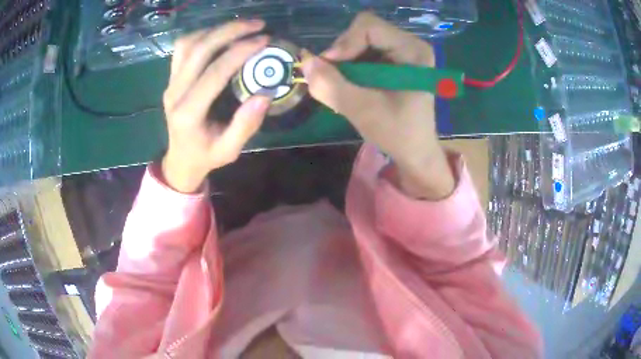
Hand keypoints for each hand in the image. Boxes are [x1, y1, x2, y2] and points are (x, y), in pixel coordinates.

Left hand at [161, 20, 270, 192]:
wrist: (180, 160)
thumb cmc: (206, 156)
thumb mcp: (230, 150)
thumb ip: (245, 125)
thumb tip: (265, 94)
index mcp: (189, 113)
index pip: (214, 72)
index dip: (240, 52)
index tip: (265, 40)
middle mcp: (175, 93)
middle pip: (199, 49)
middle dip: (230, 31)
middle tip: (257, 24)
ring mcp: (170, 83)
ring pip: (188, 43)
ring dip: (215, 30)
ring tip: (241, 27)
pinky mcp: (171, 78)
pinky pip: (182, 48)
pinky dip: (202, 35)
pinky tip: (220, 36)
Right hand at [302, 13, 454, 198]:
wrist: (414, 151)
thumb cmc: (397, 133)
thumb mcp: (362, 110)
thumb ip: (331, 85)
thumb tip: (304, 60)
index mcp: (413, 51)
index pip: (369, 27)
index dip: (344, 43)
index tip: (330, 68)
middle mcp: (410, 44)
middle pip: (363, 31)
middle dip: (342, 53)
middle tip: (333, 78)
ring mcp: (402, 51)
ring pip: (359, 40)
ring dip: (344, 61)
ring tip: (342, 85)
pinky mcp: (394, 60)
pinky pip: (362, 51)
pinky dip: (349, 66)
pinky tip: (350, 85)